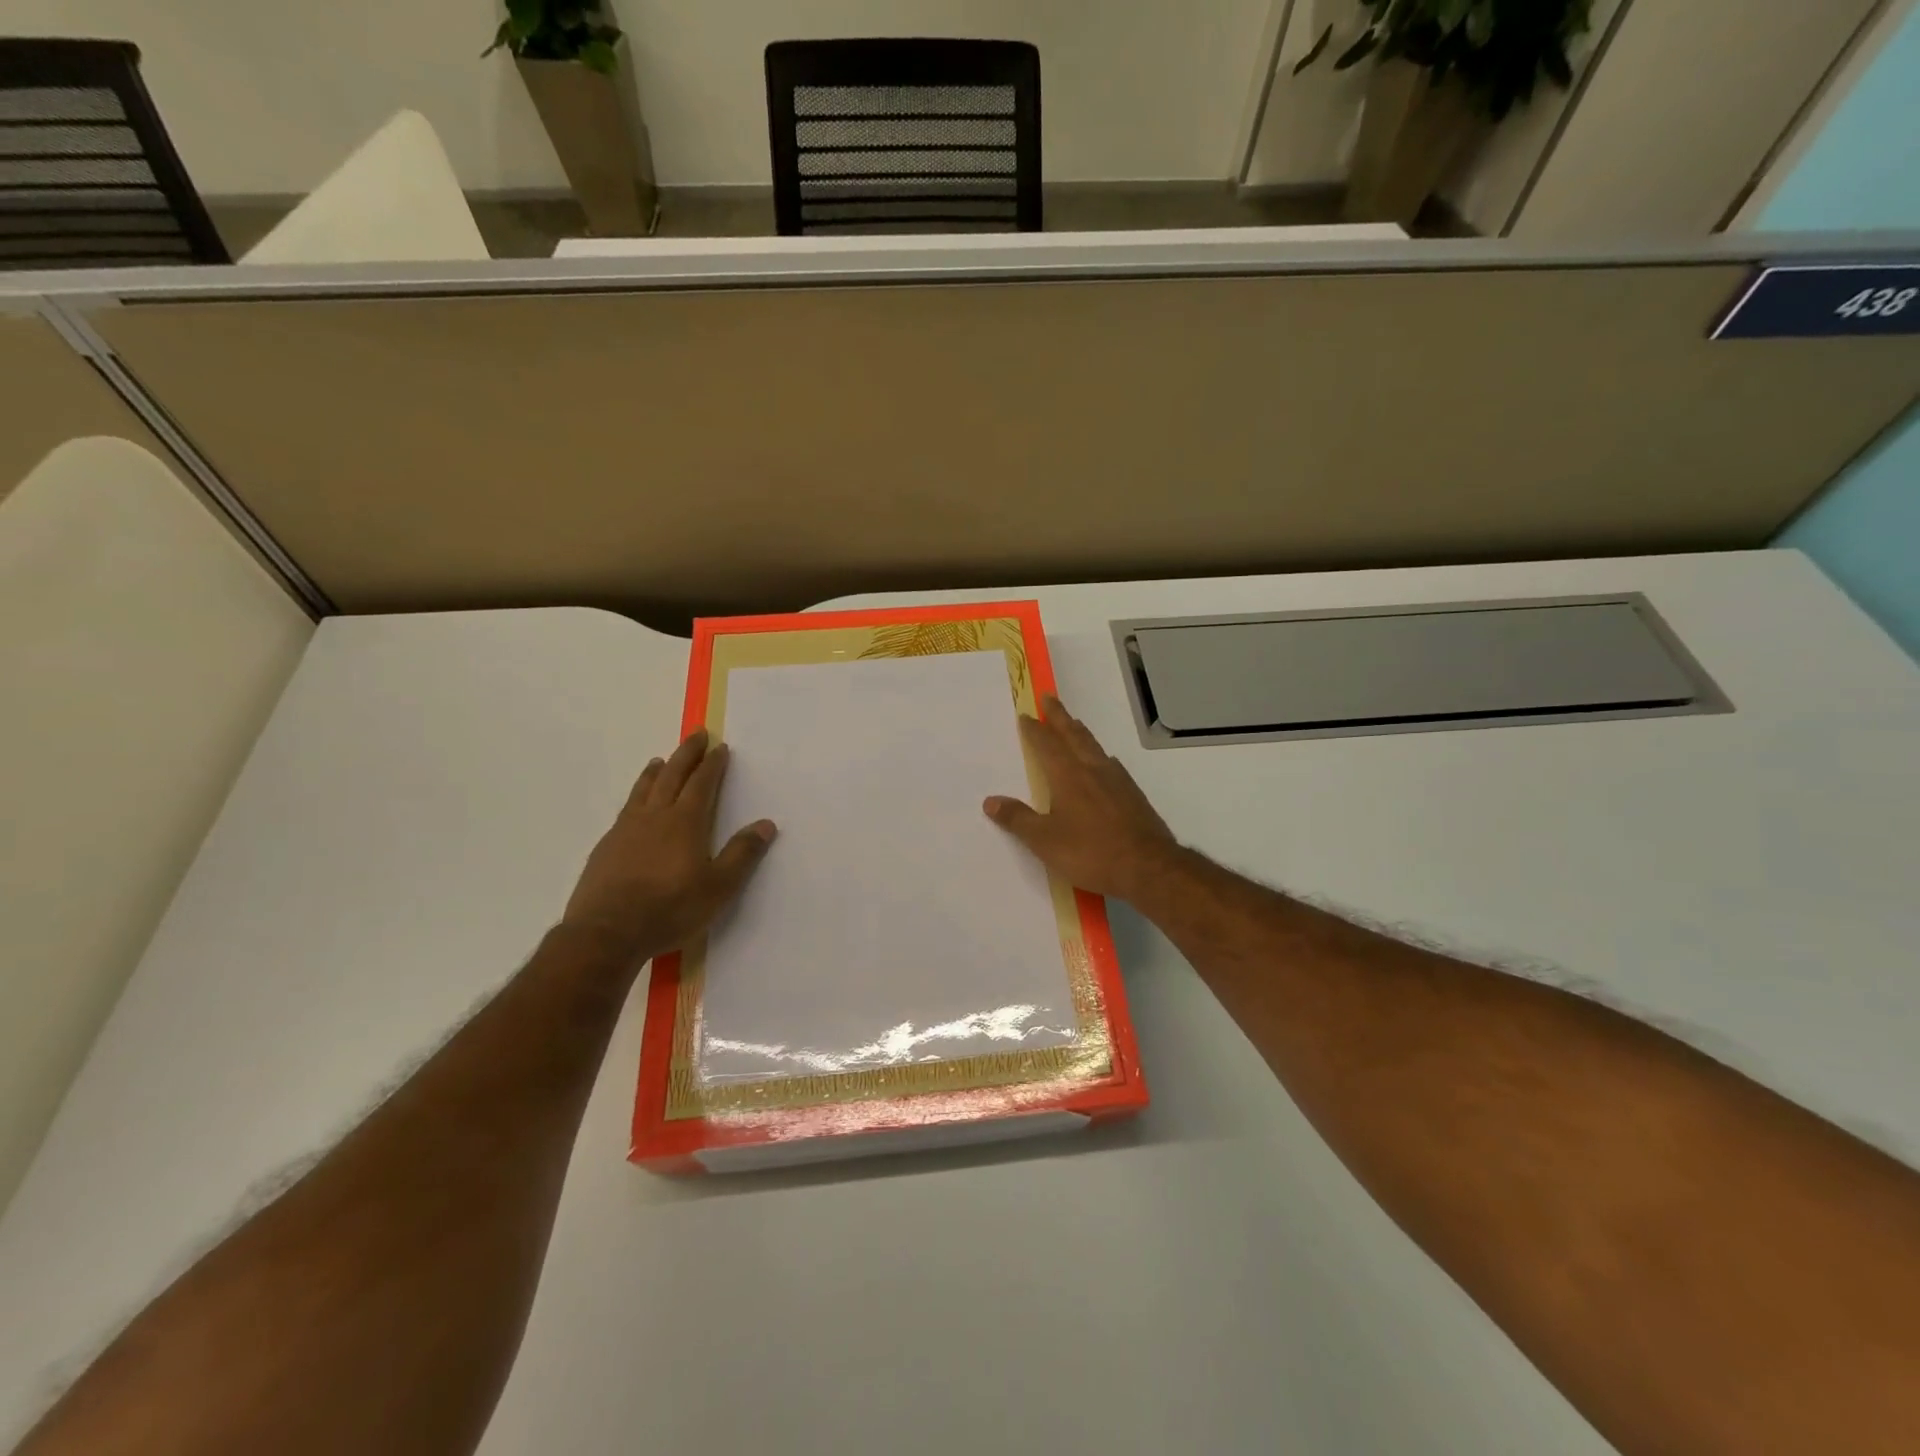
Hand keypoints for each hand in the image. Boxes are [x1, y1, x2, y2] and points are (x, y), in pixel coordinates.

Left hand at [561, 729, 775, 960]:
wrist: (605, 933)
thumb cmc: (669, 909)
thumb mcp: (718, 887)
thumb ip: (742, 854)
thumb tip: (767, 824)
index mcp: (685, 822)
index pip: (702, 783)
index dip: (712, 764)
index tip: (720, 747)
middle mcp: (654, 817)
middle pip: (672, 776)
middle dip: (686, 754)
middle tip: (696, 735)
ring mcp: (626, 830)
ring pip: (644, 789)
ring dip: (656, 771)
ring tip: (661, 760)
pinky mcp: (606, 847)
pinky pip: (626, 809)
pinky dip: (636, 795)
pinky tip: (635, 805)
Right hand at [984, 696, 1179, 903]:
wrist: (1148, 867)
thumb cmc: (1091, 852)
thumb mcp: (1045, 841)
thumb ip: (1018, 819)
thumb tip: (991, 801)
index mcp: (1068, 776)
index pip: (1047, 745)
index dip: (1035, 730)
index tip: (1026, 715)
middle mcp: (1093, 770)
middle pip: (1074, 736)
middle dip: (1060, 717)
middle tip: (1050, 699)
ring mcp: (1118, 781)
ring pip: (1095, 747)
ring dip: (1081, 733)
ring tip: (1074, 725)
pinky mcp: (1134, 795)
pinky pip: (1112, 765)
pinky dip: (1101, 756)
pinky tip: (1104, 763)